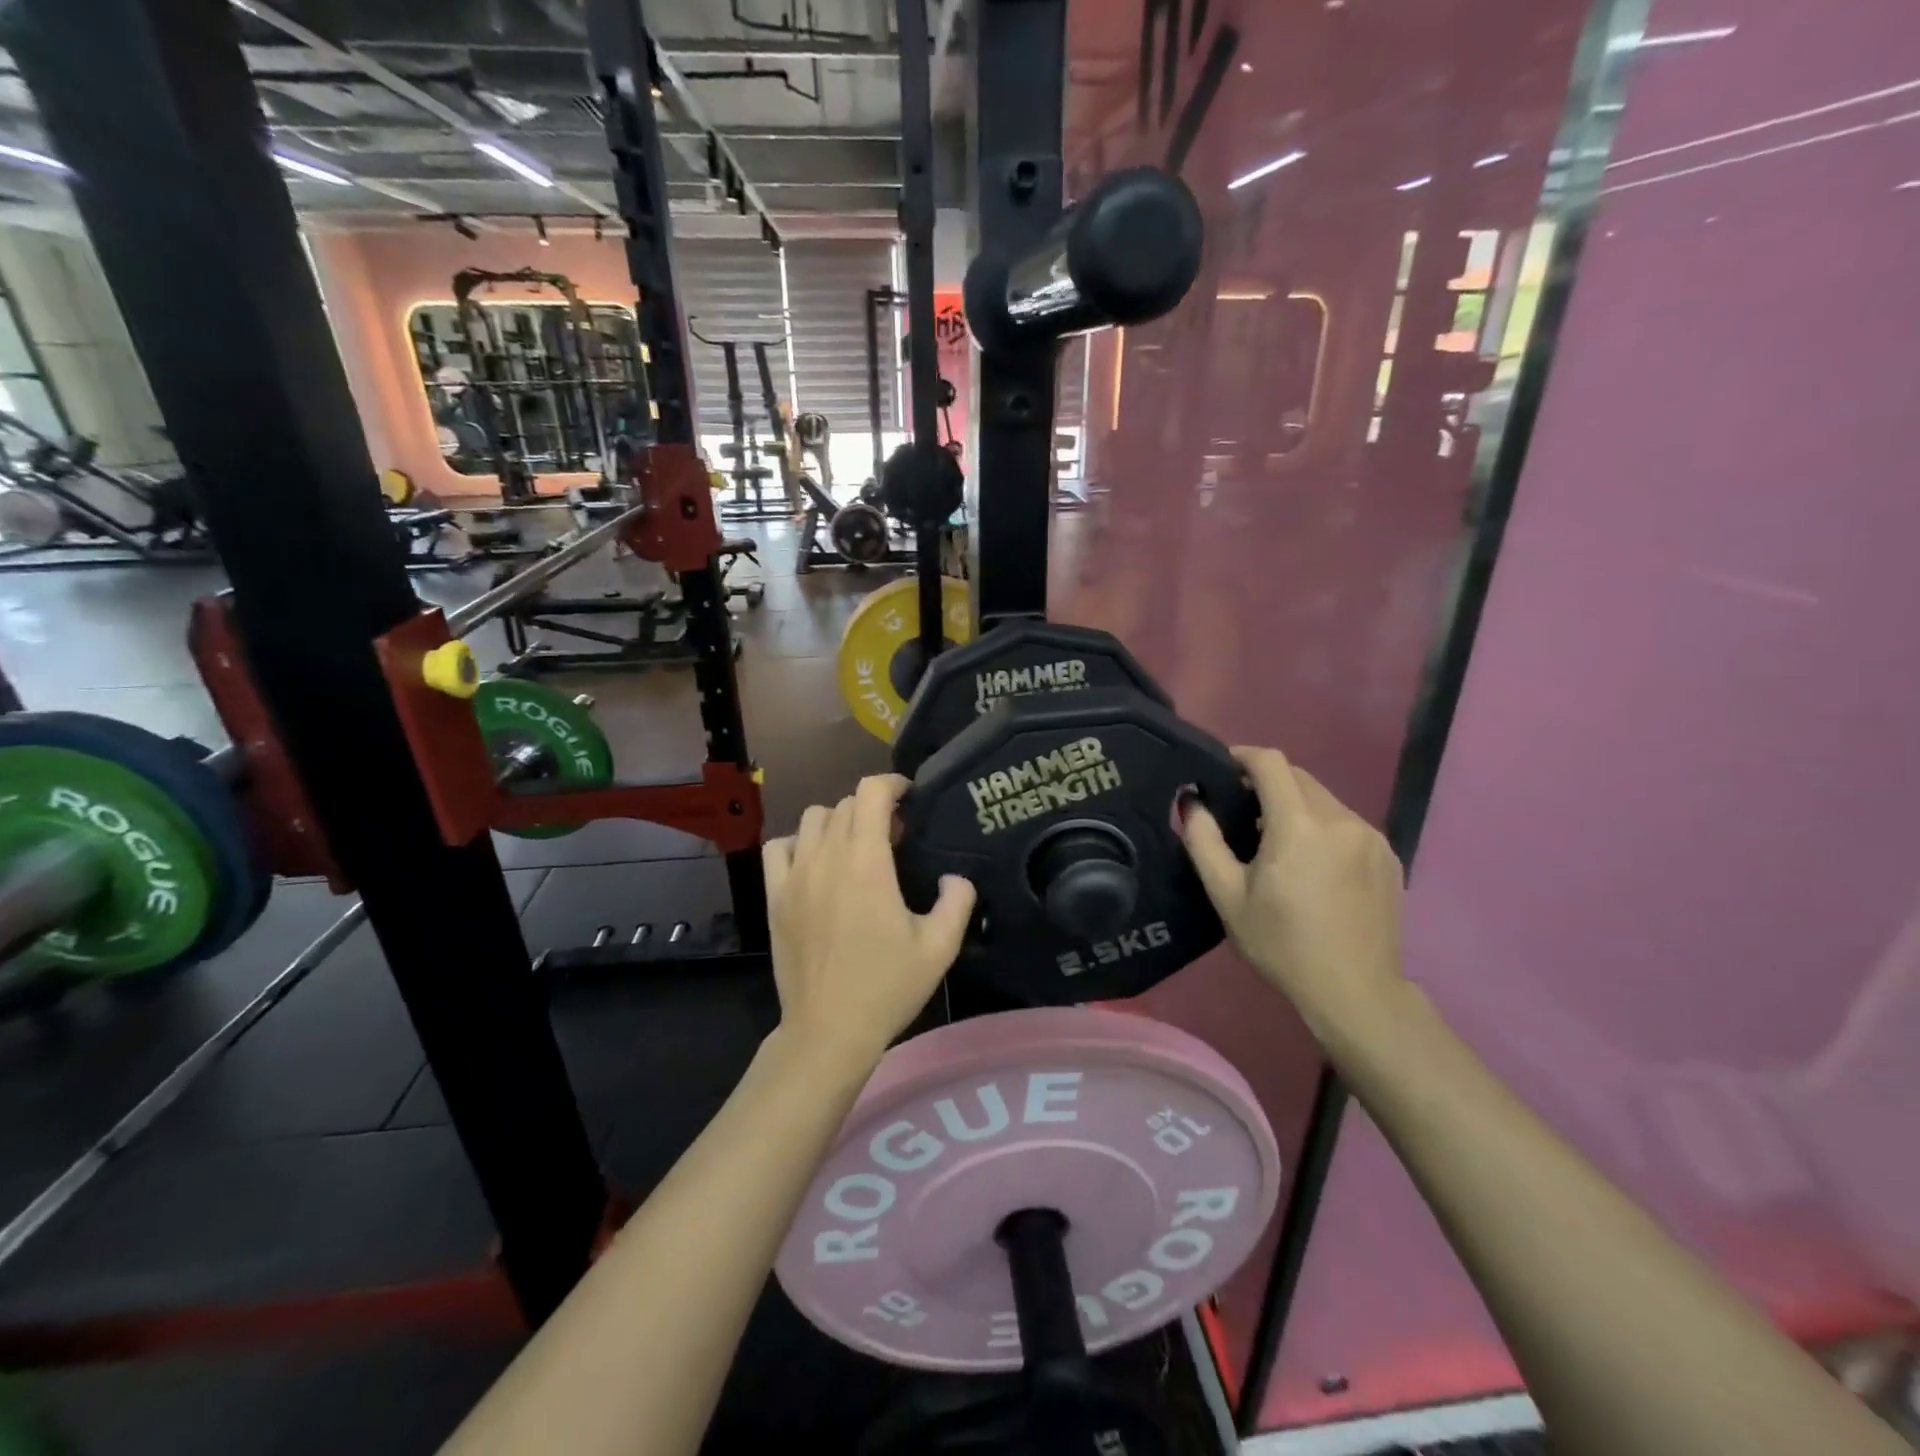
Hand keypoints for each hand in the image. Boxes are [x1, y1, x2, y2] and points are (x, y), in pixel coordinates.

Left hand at [763, 775, 976, 1069]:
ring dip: (838, 822)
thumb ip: (958, 901)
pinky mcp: (774, 897)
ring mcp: (794, 876)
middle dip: (873, 808)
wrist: (828, 1030)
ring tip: (855, 849)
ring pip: (812, 819)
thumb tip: (956, 877)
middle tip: (894, 838)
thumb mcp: (939, 948)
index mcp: (866, 862)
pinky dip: (799, 843)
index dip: (893, 784)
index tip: (910, 798)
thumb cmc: (887, 987)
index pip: (871, 792)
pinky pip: (779, 848)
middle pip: (845, 804)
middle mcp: (826, 857)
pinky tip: (816, 865)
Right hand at [1179, 746, 1408, 1046]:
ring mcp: (1371, 837)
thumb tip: (1191, 802)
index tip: (1223, 767)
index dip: (1244, 756)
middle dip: (1268, 783)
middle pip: (1300, 778)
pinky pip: (1346, 824)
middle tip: (1242, 811)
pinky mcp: (1388, 856)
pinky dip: (1322, 828)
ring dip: (1296, 807)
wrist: (1355, 992)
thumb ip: (1204, 841)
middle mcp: (1341, 820)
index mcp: (1299, 826)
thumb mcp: (1227, 896)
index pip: (1272, 764)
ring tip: (1276, 842)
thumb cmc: (1282, 945)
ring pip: (1324, 801)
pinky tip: (1312, 865)